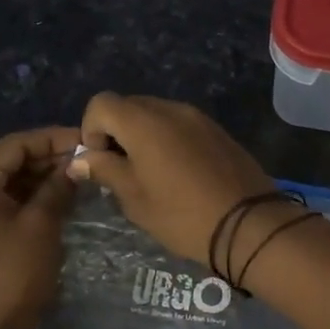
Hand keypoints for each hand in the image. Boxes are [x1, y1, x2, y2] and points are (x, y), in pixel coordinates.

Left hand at [0, 125, 81, 328]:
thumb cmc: (12, 274)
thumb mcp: (41, 225)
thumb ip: (58, 188)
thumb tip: (77, 165)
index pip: (16, 145)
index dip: (53, 138)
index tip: (87, 139)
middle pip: (13, 160)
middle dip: (51, 157)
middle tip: (90, 158)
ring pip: (14, 180)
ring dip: (46, 176)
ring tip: (84, 174)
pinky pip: (12, 200)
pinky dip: (37, 196)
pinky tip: (66, 196)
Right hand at [67, 94, 274, 266]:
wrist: (249, 225)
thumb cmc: (182, 215)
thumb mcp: (135, 199)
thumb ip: (105, 170)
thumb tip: (80, 159)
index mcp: (144, 122)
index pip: (101, 103)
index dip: (91, 129)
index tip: (100, 162)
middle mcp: (170, 109)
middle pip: (128, 106)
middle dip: (116, 133)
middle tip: (121, 171)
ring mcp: (198, 117)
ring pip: (156, 115)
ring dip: (142, 137)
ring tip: (150, 175)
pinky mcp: (217, 130)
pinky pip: (180, 125)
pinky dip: (167, 140)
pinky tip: (177, 174)